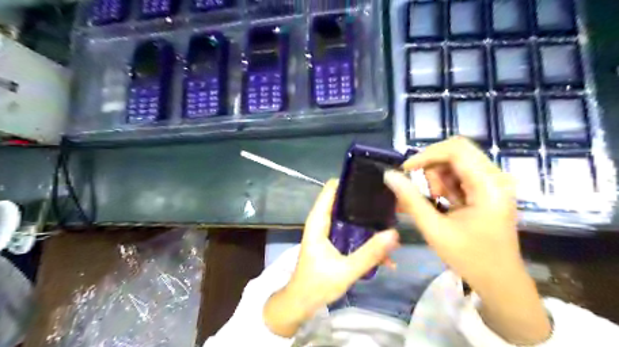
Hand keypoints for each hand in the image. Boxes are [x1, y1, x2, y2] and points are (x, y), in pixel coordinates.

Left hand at [262, 181, 398, 336]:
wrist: (302, 302)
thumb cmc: (317, 285)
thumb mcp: (345, 270)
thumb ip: (369, 254)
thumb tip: (394, 234)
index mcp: (318, 222)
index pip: (330, 190)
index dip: (348, 181)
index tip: (371, 178)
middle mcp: (322, 222)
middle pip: (342, 199)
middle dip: (362, 197)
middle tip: (388, 196)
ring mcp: (328, 231)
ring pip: (348, 214)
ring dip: (365, 214)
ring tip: (390, 212)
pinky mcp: (334, 240)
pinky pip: (350, 229)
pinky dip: (363, 230)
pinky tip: (381, 240)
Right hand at [383, 137, 550, 345]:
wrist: (499, 279)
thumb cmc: (469, 257)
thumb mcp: (434, 229)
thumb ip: (410, 199)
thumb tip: (389, 175)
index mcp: (488, 186)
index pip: (455, 150)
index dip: (426, 155)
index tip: (405, 170)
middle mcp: (496, 177)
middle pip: (457, 151)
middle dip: (432, 167)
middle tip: (426, 192)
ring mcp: (494, 181)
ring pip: (457, 160)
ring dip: (438, 176)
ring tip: (436, 201)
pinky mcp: (489, 187)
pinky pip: (461, 172)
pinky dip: (445, 183)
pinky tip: (442, 201)